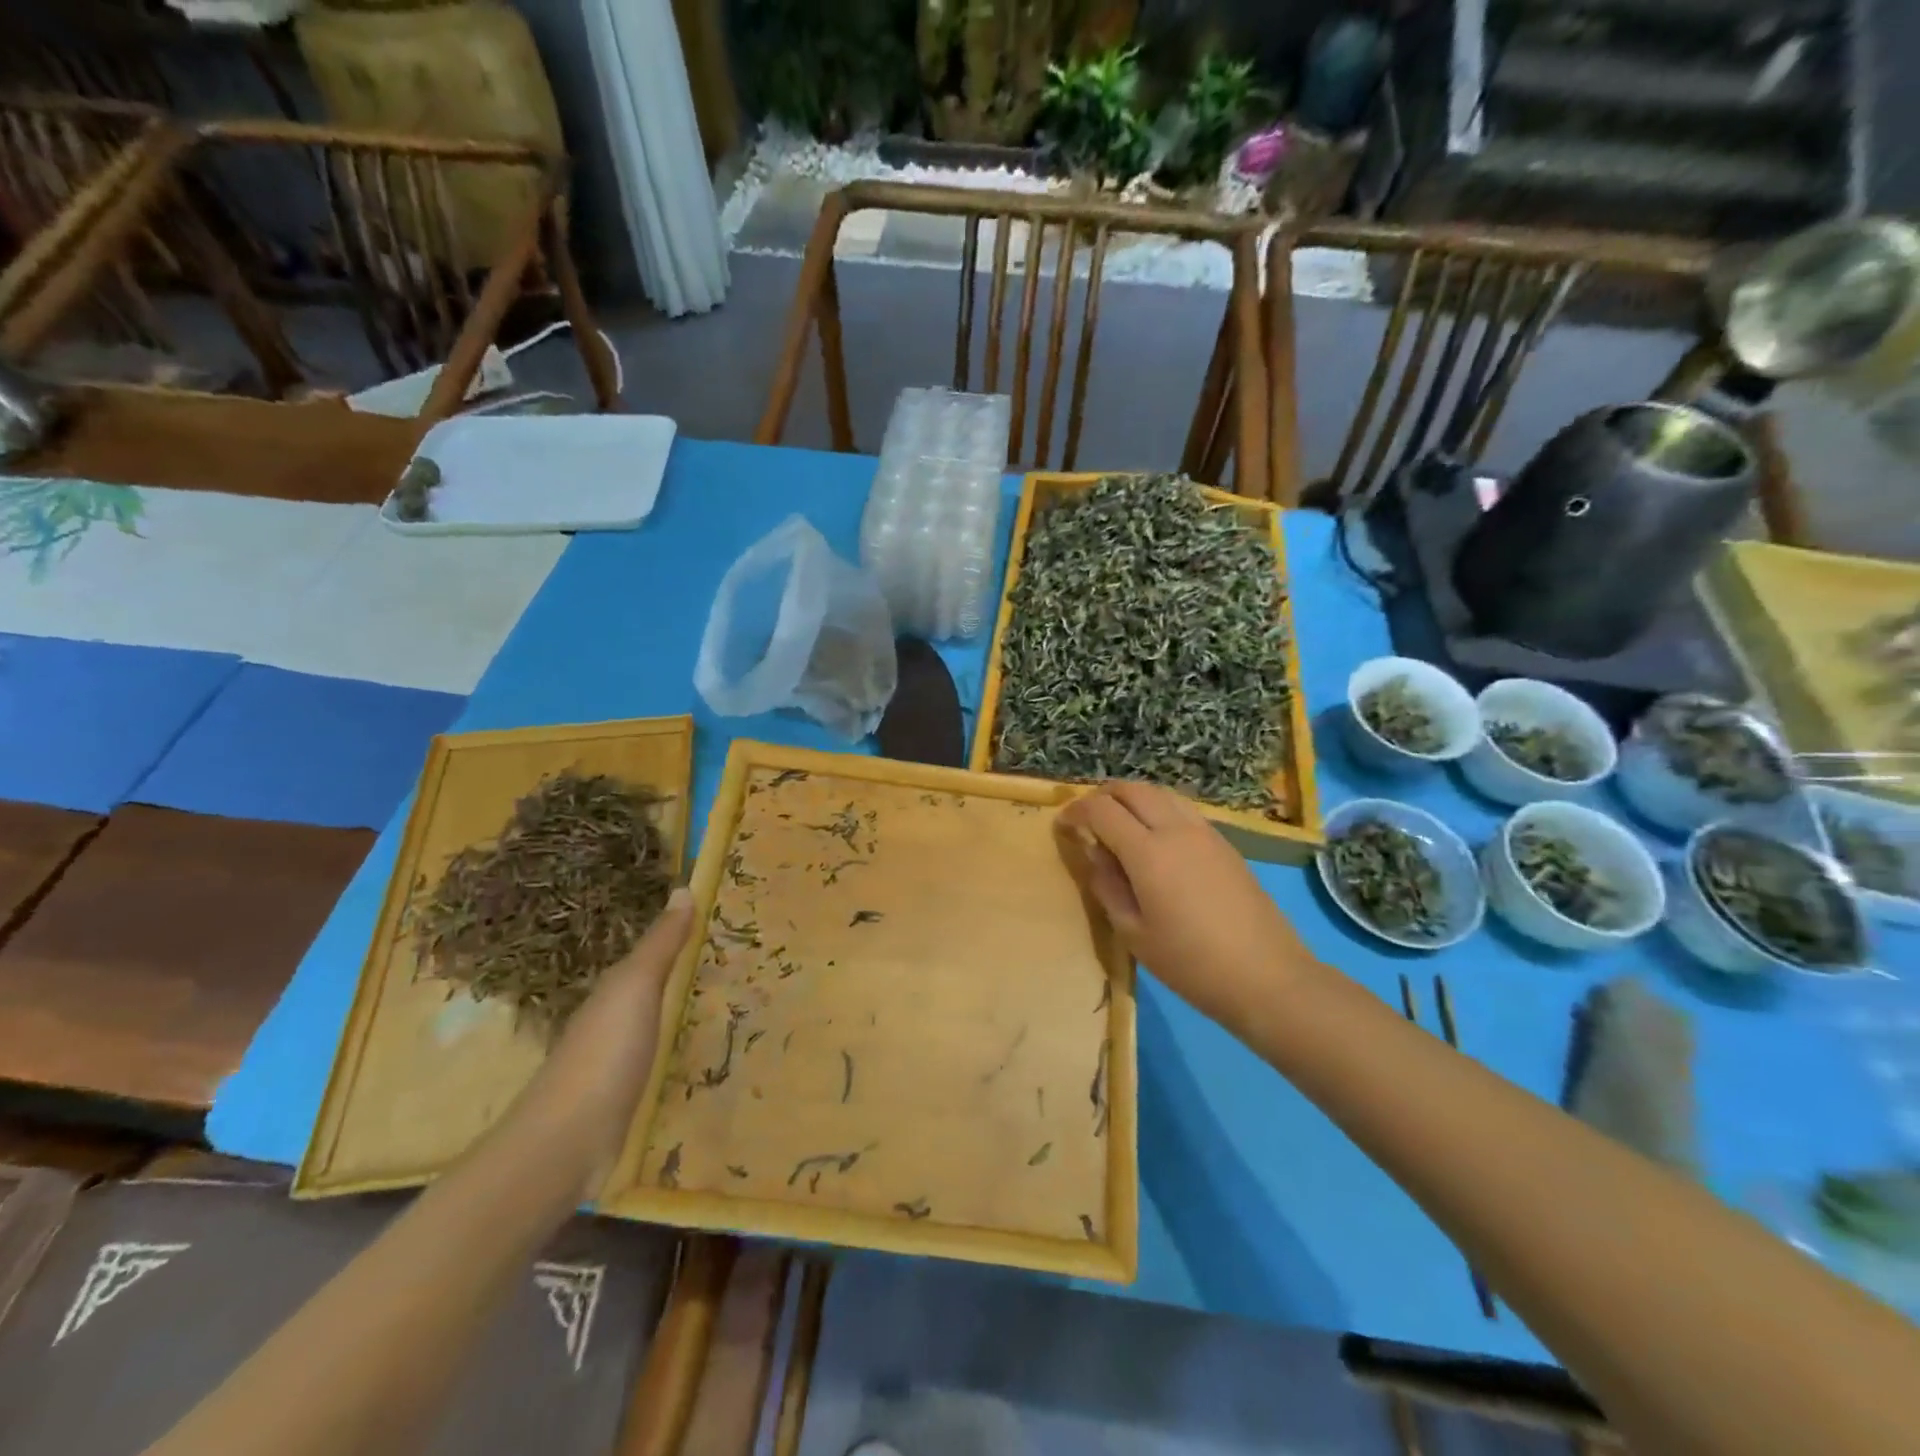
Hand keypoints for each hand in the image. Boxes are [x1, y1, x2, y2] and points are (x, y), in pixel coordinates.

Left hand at [510, 887, 694, 1193]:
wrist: (564, 1145)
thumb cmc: (604, 1054)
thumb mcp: (636, 988)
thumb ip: (660, 944)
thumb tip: (682, 887)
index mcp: (611, 990)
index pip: (648, 953)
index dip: (677, 936)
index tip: (717, 922)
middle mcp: (608, 1020)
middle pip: (648, 988)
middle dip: (680, 974)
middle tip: (731, 962)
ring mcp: (611, 1062)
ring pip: (650, 1024)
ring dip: (675, 1012)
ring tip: (722, 1005)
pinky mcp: (618, 1099)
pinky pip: (653, 1060)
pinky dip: (671, 1050)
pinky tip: (692, 1057)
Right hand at [1057, 782, 1314, 1029]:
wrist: (1266, 976)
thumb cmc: (1190, 963)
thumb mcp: (1134, 933)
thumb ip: (1107, 886)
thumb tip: (1094, 853)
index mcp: (1148, 852)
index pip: (1101, 810)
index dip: (1075, 811)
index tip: (1062, 826)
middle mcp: (1176, 829)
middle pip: (1132, 789)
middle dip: (1102, 796)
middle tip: (1086, 820)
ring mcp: (1205, 832)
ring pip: (1160, 793)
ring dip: (1132, 798)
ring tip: (1118, 824)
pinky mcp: (1224, 843)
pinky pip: (1182, 809)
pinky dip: (1158, 809)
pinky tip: (1154, 839)